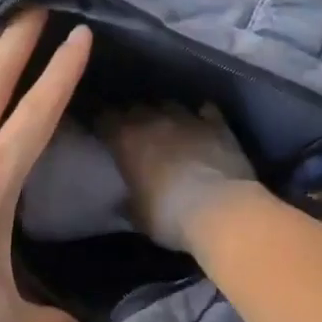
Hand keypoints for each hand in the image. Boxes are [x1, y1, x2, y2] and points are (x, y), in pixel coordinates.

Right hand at [97, 104, 257, 252]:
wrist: (222, 212)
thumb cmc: (169, 217)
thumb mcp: (137, 216)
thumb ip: (127, 201)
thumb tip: (122, 200)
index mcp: (126, 140)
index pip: (103, 118)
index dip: (100, 122)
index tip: (99, 130)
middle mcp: (154, 120)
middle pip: (135, 107)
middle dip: (131, 116)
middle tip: (131, 131)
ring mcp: (188, 119)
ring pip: (169, 105)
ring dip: (164, 114)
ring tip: (164, 126)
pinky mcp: (218, 125)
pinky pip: (207, 111)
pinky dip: (201, 116)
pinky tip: (201, 123)